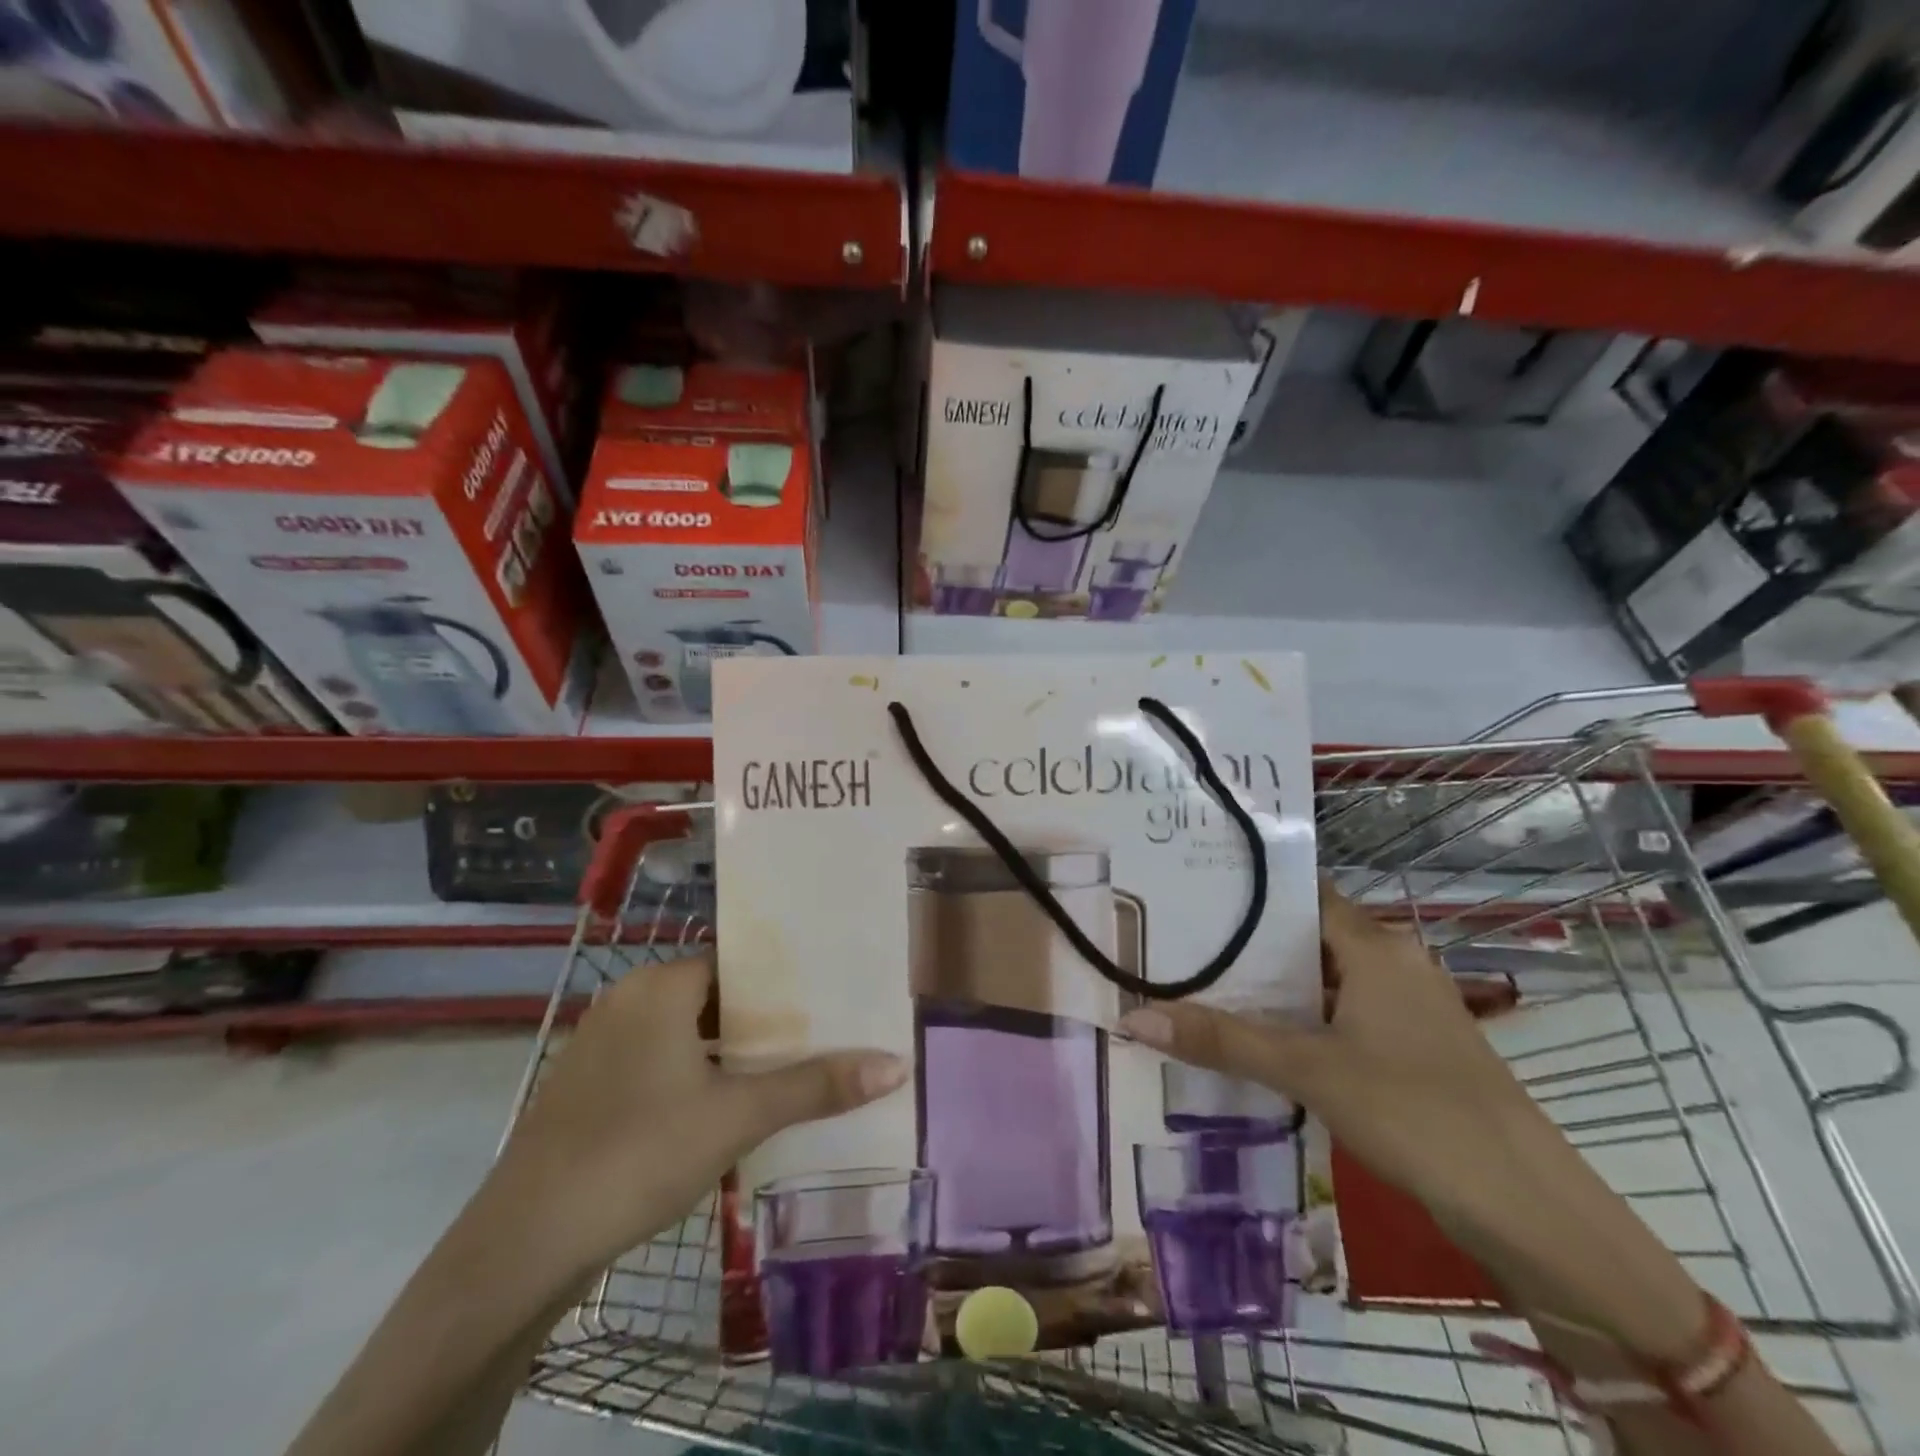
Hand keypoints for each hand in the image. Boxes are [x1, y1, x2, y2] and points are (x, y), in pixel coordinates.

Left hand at [488, 953, 907, 1279]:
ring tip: (784, 1069)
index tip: (829, 996)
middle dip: (763, 1019)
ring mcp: (600, 1041)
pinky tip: (723, 1106)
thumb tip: (895, 1063)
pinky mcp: (586, 1085)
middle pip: (714, 995)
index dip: (784, 980)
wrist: (524, 1243)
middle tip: (820, 1035)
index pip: (739, 961)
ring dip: (728, 1050)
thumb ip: (816, 1086)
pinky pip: (656, 1059)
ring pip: (684, 1030)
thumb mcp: (737, 1117)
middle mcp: (628, 999)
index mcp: (661, 985)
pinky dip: (693, 1072)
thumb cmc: (639, 1153)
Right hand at [1118, 882, 1568, 1224]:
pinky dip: (1302, 1017)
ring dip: (1273, 984)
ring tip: (1202, 983)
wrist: (1529, 1207)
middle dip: (1246, 941)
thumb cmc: (1415, 1112)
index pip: (1300, 892)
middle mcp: (1394, 960)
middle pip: (1307, 934)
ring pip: (1325, 977)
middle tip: (1177, 940)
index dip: (1247, 889)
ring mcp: (1409, 1004)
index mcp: (1375, 945)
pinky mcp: (1415, 1045)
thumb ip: (1221, 1040)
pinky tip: (1260, 1037)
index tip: (1188, 889)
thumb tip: (1132, 1018)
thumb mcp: (1308, 1070)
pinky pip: (1343, 1012)